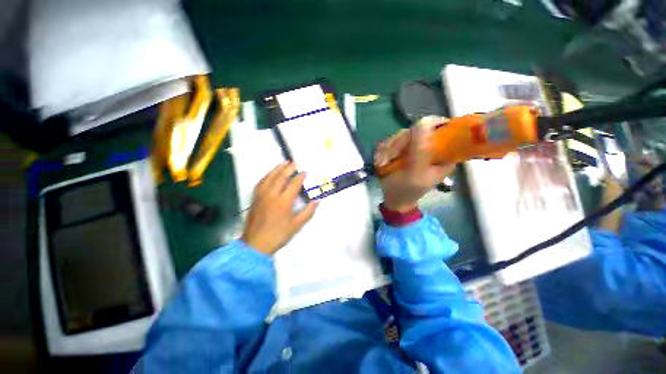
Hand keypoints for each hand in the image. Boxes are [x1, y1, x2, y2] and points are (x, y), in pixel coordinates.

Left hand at [242, 162, 317, 254]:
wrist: (256, 244)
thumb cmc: (278, 235)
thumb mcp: (297, 226)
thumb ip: (308, 212)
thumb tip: (317, 201)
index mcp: (283, 202)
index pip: (293, 184)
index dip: (300, 177)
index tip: (305, 172)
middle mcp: (272, 195)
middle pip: (280, 177)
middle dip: (288, 168)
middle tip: (294, 162)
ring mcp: (262, 196)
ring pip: (269, 178)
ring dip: (277, 169)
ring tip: (283, 163)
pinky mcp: (255, 198)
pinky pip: (261, 183)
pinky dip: (267, 176)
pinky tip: (270, 174)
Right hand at [374, 116, 456, 212]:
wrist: (394, 200)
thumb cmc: (408, 190)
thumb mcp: (416, 173)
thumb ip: (421, 150)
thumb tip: (423, 122)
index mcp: (442, 153)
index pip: (441, 128)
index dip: (428, 125)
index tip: (412, 134)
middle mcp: (428, 147)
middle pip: (415, 131)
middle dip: (397, 145)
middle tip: (387, 159)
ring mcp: (413, 148)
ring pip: (399, 136)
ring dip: (387, 150)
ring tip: (381, 164)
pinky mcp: (400, 150)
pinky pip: (390, 142)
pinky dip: (382, 152)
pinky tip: (380, 163)